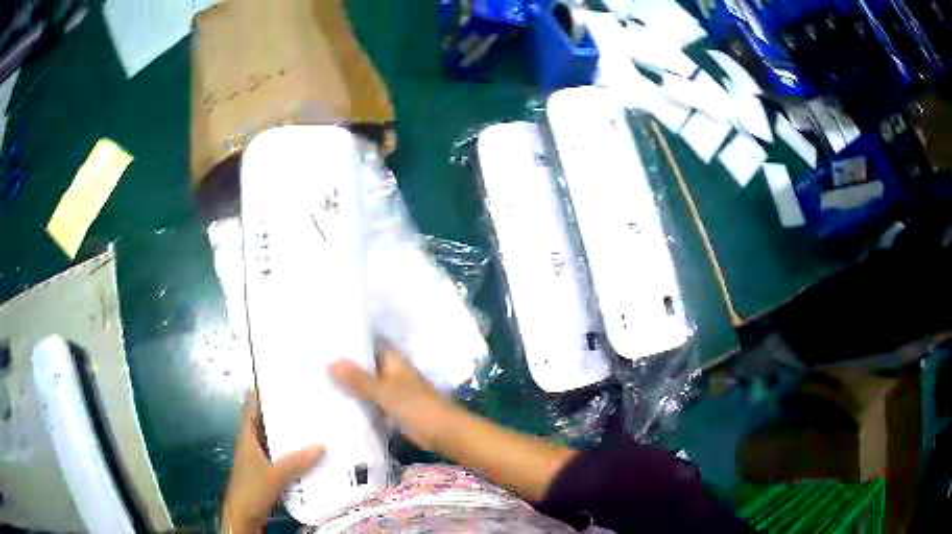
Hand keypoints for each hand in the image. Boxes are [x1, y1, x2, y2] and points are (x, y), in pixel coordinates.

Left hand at [222, 392, 324, 533]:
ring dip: (293, 436)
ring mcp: (262, 457)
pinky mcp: (269, 471)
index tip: (285, 380)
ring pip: (278, 440)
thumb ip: (296, 462)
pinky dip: (296, 454)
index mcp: (248, 435)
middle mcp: (254, 442)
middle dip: (286, 413)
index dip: (265, 391)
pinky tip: (314, 455)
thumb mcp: (274, 475)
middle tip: (311, 402)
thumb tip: (322, 445)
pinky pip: (285, 457)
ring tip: (318, 426)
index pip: (253, 405)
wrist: (244, 515)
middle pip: (269, 421)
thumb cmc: (251, 489)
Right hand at [329, 349, 450, 450]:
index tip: (326, 337)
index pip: (369, 343)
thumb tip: (330, 362)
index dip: (350, 340)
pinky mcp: (393, 409)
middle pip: (366, 364)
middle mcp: (393, 372)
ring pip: (367, 383)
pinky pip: (371, 401)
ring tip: (318, 378)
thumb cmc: (418, 408)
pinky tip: (336, 402)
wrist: (444, 434)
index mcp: (394, 361)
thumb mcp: (386, 392)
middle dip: (346, 364)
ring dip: (350, 383)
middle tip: (315, 359)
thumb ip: (359, 379)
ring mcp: (393, 391)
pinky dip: (358, 401)